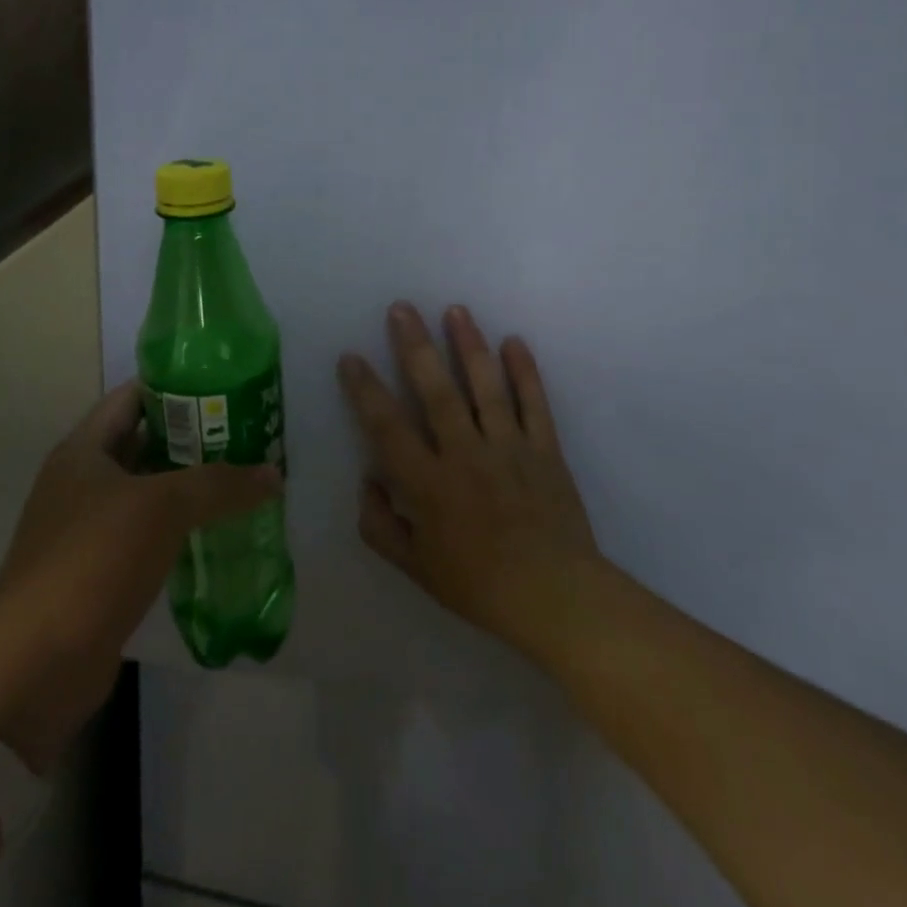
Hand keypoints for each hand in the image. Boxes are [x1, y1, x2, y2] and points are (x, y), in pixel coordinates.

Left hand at [0, 382, 280, 771]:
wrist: (34, 667)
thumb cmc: (93, 561)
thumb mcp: (161, 508)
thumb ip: (219, 484)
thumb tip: (274, 475)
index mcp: (84, 449)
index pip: (134, 396)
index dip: (177, 385)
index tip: (227, 385)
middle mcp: (84, 481)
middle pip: (146, 443)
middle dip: (196, 437)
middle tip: (250, 434)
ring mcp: (90, 528)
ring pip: (152, 492)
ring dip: (194, 486)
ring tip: (246, 478)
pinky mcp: (102, 571)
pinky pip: (151, 535)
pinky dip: (183, 529)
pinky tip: (223, 531)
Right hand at [338, 302, 601, 659]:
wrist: (556, 598)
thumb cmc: (478, 585)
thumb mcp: (415, 567)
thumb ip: (381, 525)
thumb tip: (368, 480)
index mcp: (429, 484)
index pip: (388, 427)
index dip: (365, 390)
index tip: (351, 357)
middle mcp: (466, 455)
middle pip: (436, 391)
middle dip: (415, 346)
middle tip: (402, 308)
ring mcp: (509, 448)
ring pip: (485, 387)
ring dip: (469, 345)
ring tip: (455, 310)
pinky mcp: (545, 449)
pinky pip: (534, 404)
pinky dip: (525, 372)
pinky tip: (513, 341)